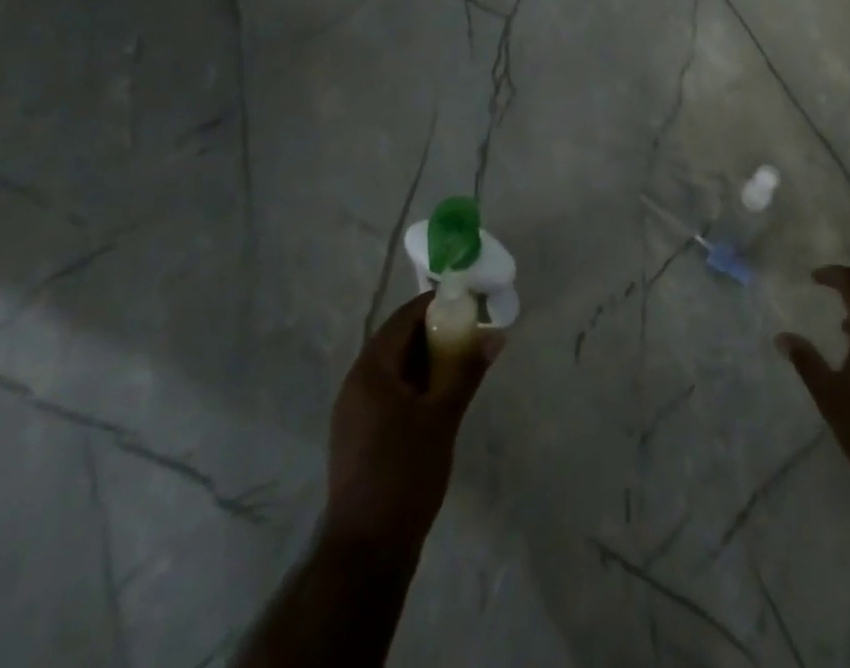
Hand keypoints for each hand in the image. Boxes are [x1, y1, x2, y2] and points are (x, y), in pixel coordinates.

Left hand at [325, 292, 502, 553]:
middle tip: (473, 328)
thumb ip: (466, 371)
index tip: (469, 300)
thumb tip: (495, 336)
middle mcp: (356, 384)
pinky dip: (416, 383)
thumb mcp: (442, 416)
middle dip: (435, 331)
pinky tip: (442, 393)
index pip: (403, 318)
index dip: (437, 304)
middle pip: (397, 341)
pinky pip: (390, 391)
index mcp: (370, 371)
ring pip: (395, 368)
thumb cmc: (404, 473)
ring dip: (428, 358)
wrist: (367, 550)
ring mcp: (354, 412)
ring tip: (464, 357)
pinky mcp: (360, 436)